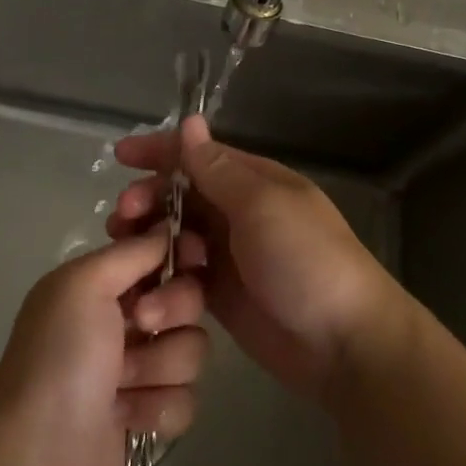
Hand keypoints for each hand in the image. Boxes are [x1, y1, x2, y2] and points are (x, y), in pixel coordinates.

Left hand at [0, 230, 208, 465]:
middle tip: (141, 322)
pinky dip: (158, 408)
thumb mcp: (84, 284)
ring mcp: (139, 368)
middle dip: (173, 310)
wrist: (41, 452)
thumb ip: (131, 252)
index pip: (160, 253)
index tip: (190, 254)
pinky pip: (187, 398)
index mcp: (104, 282)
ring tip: (123, 384)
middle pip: (188, 297)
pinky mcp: (150, 414)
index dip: (180, 252)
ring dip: (161, 367)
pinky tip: (126, 418)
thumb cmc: (60, 355)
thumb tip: (167, 228)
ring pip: (192, 349)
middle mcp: (124, 319)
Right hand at [111, 115, 398, 397]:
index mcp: (253, 181)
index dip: (159, 152)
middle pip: (180, 196)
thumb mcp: (262, 206)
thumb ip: (218, 170)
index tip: (120, 157)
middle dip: (148, 202)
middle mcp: (238, 212)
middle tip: (124, 218)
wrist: (345, 343)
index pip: (197, 155)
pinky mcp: (221, 295)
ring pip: (176, 237)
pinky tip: (149, 295)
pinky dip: (164, 282)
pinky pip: (183, 278)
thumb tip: (190, 122)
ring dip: (150, 243)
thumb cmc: (305, 261)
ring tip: (129, 256)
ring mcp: (229, 255)